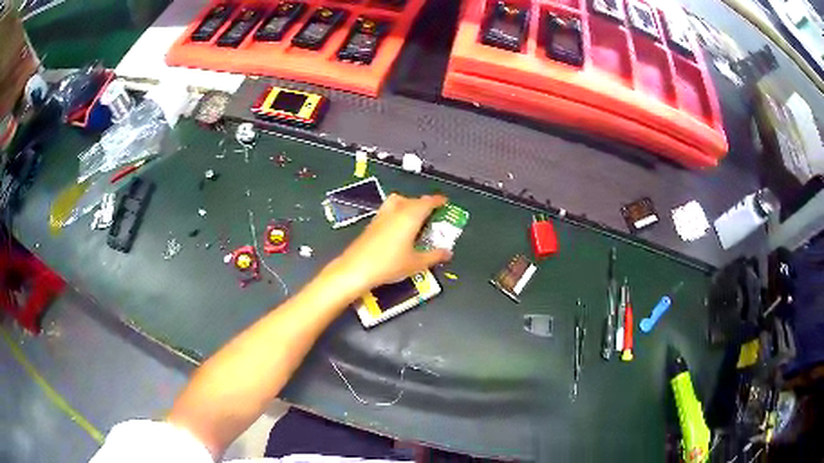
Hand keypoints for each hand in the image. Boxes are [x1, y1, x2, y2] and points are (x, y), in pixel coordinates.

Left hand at [327, 194, 451, 291]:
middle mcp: (397, 210)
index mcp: (411, 216)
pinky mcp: (372, 222)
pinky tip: (399, 227)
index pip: (427, 202)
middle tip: (433, 214)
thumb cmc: (390, 264)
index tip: (445, 202)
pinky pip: (389, 209)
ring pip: (399, 201)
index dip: (438, 201)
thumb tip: (448, 253)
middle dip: (424, 204)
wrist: (357, 268)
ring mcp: (382, 215)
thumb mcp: (416, 263)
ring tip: (415, 218)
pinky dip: (398, 211)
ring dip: (409, 204)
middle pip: (413, 200)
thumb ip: (434, 256)